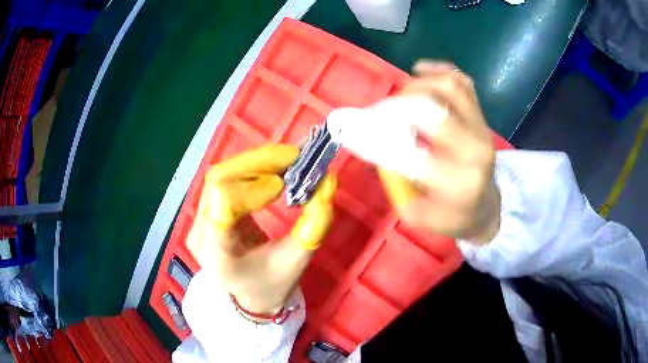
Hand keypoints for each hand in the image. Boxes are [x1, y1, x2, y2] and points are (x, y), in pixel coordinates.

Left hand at [186, 145, 336, 319]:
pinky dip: (252, 168)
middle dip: (258, 163)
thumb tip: (328, 180)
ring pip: (222, 175)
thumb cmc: (272, 284)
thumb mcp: (297, 260)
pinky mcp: (206, 210)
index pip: (222, 212)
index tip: (282, 186)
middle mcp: (200, 234)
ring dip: (256, 162)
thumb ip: (315, 224)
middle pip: (219, 181)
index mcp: (220, 257)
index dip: (251, 190)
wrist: (248, 294)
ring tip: (288, 160)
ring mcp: (199, 220)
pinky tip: (274, 167)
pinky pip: (226, 179)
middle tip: (294, 157)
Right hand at [380, 60, 499, 243]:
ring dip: (417, 85)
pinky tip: (419, 71)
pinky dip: (438, 70)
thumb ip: (397, 184)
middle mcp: (474, 149)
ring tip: (401, 96)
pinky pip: (462, 81)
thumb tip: (378, 145)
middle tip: (381, 112)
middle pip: (434, 111)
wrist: (486, 207)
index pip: (415, 153)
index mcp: (459, 182)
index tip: (359, 128)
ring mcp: (481, 128)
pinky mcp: (481, 116)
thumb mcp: (417, 215)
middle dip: (398, 106)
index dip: (383, 137)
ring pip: (449, 87)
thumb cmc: (452, 216)